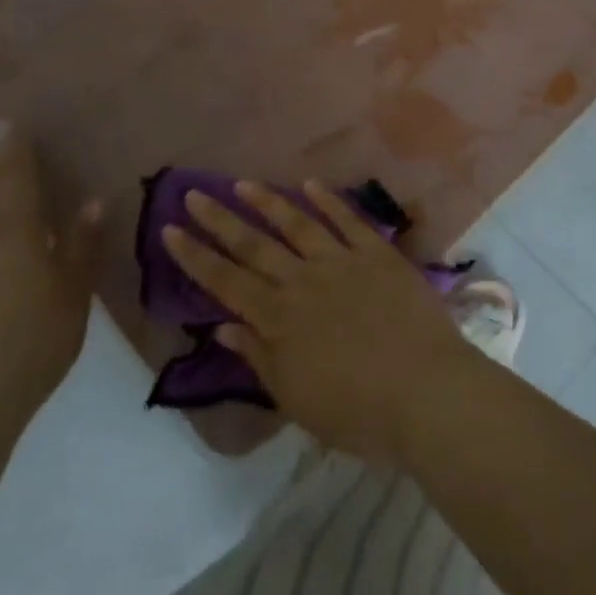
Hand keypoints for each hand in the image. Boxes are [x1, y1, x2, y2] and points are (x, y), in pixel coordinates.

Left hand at [0, 125, 101, 428]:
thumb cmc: (33, 337)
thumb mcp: (73, 290)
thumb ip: (83, 245)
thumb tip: (93, 200)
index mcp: (16, 233)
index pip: (14, 178)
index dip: (14, 149)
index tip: (9, 120)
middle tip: (9, 142)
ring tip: (13, 179)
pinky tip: (15, 235)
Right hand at [166, 180, 478, 465]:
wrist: (425, 393)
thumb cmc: (357, 411)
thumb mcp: (296, 398)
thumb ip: (259, 357)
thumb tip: (223, 329)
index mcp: (279, 320)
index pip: (226, 282)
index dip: (196, 257)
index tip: (170, 230)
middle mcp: (303, 282)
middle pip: (254, 245)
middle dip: (220, 219)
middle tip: (193, 192)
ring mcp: (342, 262)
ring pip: (297, 224)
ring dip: (268, 202)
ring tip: (243, 183)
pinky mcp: (378, 254)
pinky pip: (348, 220)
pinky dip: (328, 201)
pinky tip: (310, 185)